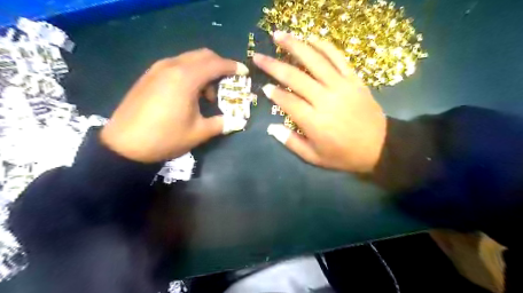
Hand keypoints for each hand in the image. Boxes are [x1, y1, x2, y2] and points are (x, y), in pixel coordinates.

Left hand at [103, 48, 249, 161]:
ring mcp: (157, 69)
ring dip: (204, 71)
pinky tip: (189, 93)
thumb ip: (222, 123)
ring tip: (207, 95)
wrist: (124, 145)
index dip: (232, 67)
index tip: (244, 72)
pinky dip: (189, 73)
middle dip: (219, 65)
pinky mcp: (149, 75)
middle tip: (227, 82)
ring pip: (188, 59)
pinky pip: (176, 66)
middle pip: (202, 55)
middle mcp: (172, 66)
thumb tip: (237, 120)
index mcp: (186, 78)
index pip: (216, 64)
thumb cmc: (165, 138)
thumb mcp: (199, 133)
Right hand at [256, 32, 385, 173]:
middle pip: (295, 77)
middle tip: (258, 57)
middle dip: (273, 66)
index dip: (274, 93)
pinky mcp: (354, 79)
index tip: (265, 87)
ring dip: (295, 46)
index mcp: (314, 122)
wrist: (379, 147)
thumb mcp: (314, 157)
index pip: (287, 101)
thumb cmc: (343, 155)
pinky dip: (323, 45)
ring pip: (314, 60)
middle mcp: (325, 100)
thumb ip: (291, 142)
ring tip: (279, 35)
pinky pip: (338, 57)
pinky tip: (310, 38)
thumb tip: (271, 128)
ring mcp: (341, 86)